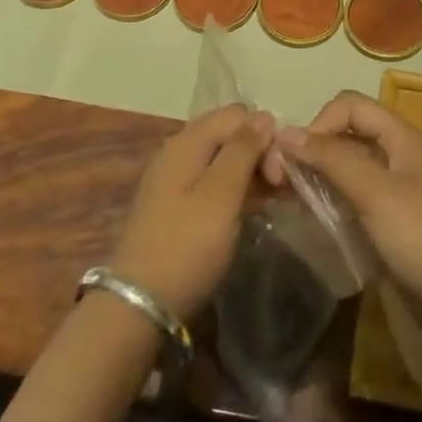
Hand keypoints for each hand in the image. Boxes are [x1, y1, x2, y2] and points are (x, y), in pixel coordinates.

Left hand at [108, 104, 273, 323]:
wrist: (139, 306)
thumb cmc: (186, 246)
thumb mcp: (220, 195)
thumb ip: (243, 151)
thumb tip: (264, 115)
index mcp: (187, 142)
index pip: (237, 115)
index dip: (264, 136)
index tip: (280, 174)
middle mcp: (179, 152)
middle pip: (229, 135)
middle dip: (260, 154)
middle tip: (282, 190)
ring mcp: (175, 181)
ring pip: (223, 161)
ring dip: (251, 174)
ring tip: (276, 201)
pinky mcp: (177, 207)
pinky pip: (214, 184)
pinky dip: (236, 191)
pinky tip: (254, 210)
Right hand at [269, 92, 421, 349]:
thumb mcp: (377, 194)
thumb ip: (332, 160)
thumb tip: (285, 132)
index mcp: (401, 139)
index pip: (350, 106)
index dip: (320, 123)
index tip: (297, 159)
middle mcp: (398, 158)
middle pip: (346, 136)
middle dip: (312, 152)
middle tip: (281, 184)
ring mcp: (397, 193)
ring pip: (347, 170)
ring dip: (318, 180)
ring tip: (288, 203)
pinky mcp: (393, 225)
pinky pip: (354, 202)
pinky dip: (331, 205)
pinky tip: (313, 224)